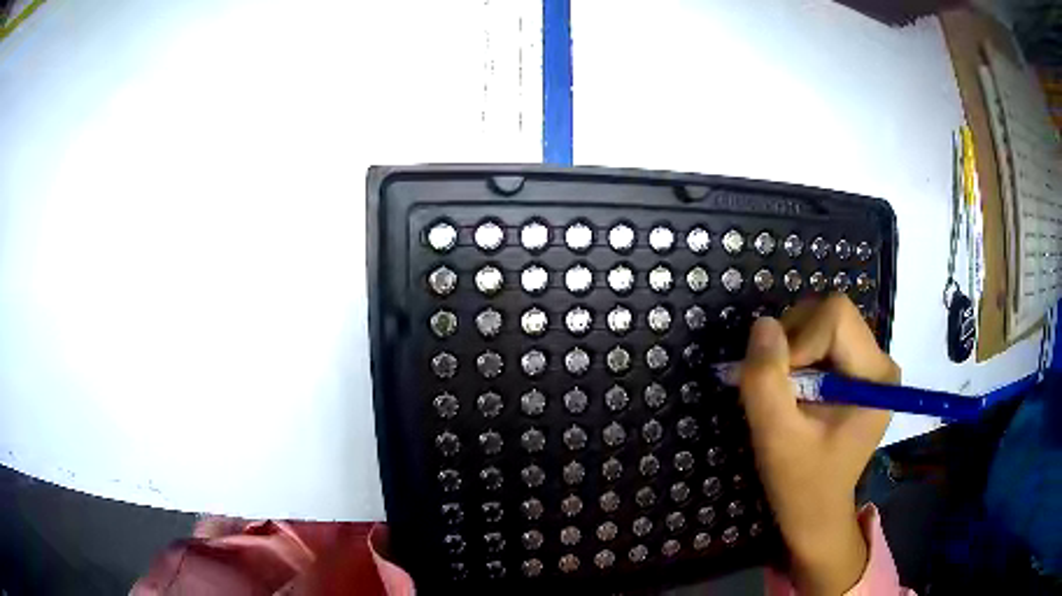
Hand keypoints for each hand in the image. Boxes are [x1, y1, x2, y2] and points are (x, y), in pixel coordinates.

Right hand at [739, 295, 899, 595]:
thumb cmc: (801, 483)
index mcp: (875, 375)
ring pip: (822, 321)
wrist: (816, 511)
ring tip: (785, 392)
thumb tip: (762, 324)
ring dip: (792, 349)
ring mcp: (869, 363)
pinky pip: (821, 338)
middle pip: (830, 313)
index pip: (835, 317)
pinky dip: (797, 356)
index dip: (798, 340)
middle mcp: (880, 360)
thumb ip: (766, 380)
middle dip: (792, 342)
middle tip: (778, 388)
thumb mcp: (776, 437)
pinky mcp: (856, 370)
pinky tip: (794, 390)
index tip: (781, 386)